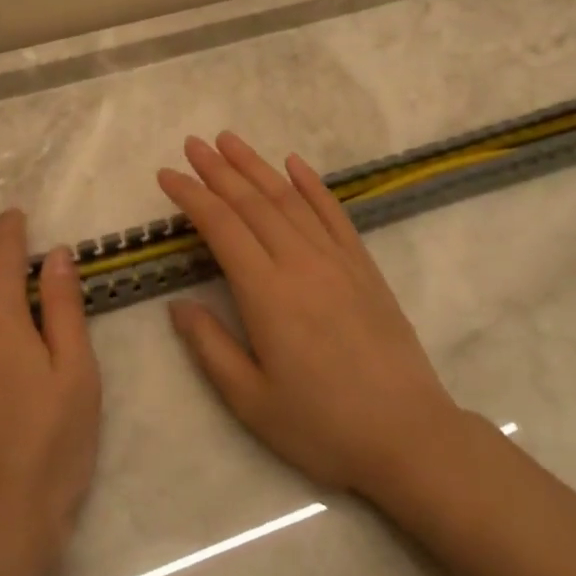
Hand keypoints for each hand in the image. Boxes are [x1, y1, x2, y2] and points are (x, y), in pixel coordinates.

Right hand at [159, 132, 461, 497]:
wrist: (407, 434)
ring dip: (257, 166)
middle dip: (218, 170)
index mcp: (267, 293)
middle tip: (193, 144)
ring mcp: (336, 259)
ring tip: (230, 140)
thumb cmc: (322, 425)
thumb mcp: (251, 401)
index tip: (167, 175)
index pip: (221, 227)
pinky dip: (311, 184)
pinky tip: (294, 164)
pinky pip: (333, 212)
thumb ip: (210, 347)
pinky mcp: (363, 265)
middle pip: (252, 202)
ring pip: (289, 199)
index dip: (192, 196)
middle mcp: (300, 262)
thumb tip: (178, 304)